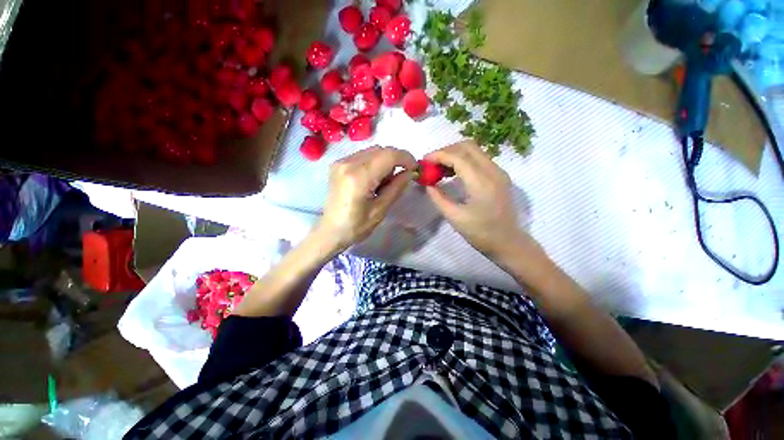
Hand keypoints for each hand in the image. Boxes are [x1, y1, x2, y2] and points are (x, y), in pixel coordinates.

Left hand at [316, 146, 415, 250]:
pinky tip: (373, 179)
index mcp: (359, 177)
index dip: (406, 158)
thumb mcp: (380, 210)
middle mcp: (348, 163)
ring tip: (385, 182)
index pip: (389, 155)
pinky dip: (374, 163)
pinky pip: (363, 155)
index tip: (414, 169)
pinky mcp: (338, 164)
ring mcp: (341, 162)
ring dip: (385, 161)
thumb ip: (396, 188)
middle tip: (401, 178)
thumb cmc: (356, 226)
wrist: (330, 231)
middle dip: (396, 160)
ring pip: (372, 151)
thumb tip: (410, 173)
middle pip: (381, 150)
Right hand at [425, 141, 536, 262]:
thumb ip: (438, 198)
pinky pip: (479, 159)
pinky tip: (453, 172)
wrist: (507, 242)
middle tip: (431, 164)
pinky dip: (464, 160)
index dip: (439, 155)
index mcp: (481, 183)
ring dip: (455, 154)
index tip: (424, 161)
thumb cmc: (480, 233)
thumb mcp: (454, 217)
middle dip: (446, 151)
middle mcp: (493, 171)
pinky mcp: (499, 176)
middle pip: (467, 147)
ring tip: (440, 168)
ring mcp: (498, 172)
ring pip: (474, 150)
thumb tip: (427, 184)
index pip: (458, 157)